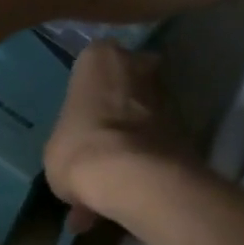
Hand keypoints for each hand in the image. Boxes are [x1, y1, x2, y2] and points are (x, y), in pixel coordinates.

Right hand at [44, 41, 204, 232]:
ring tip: (114, 175)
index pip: (90, 65)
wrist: (135, 178)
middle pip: (126, 83)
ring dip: (133, 136)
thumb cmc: (80, 150)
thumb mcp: (55, 146)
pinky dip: (146, 159)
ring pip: (145, 113)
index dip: (86, 94)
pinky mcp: (188, 128)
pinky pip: (157, 140)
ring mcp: (168, 94)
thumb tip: (79, 152)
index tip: (80, 119)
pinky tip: (130, 187)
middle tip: (100, 143)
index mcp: (99, 57)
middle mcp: (139, 64)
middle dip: (116, 109)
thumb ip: (70, 136)